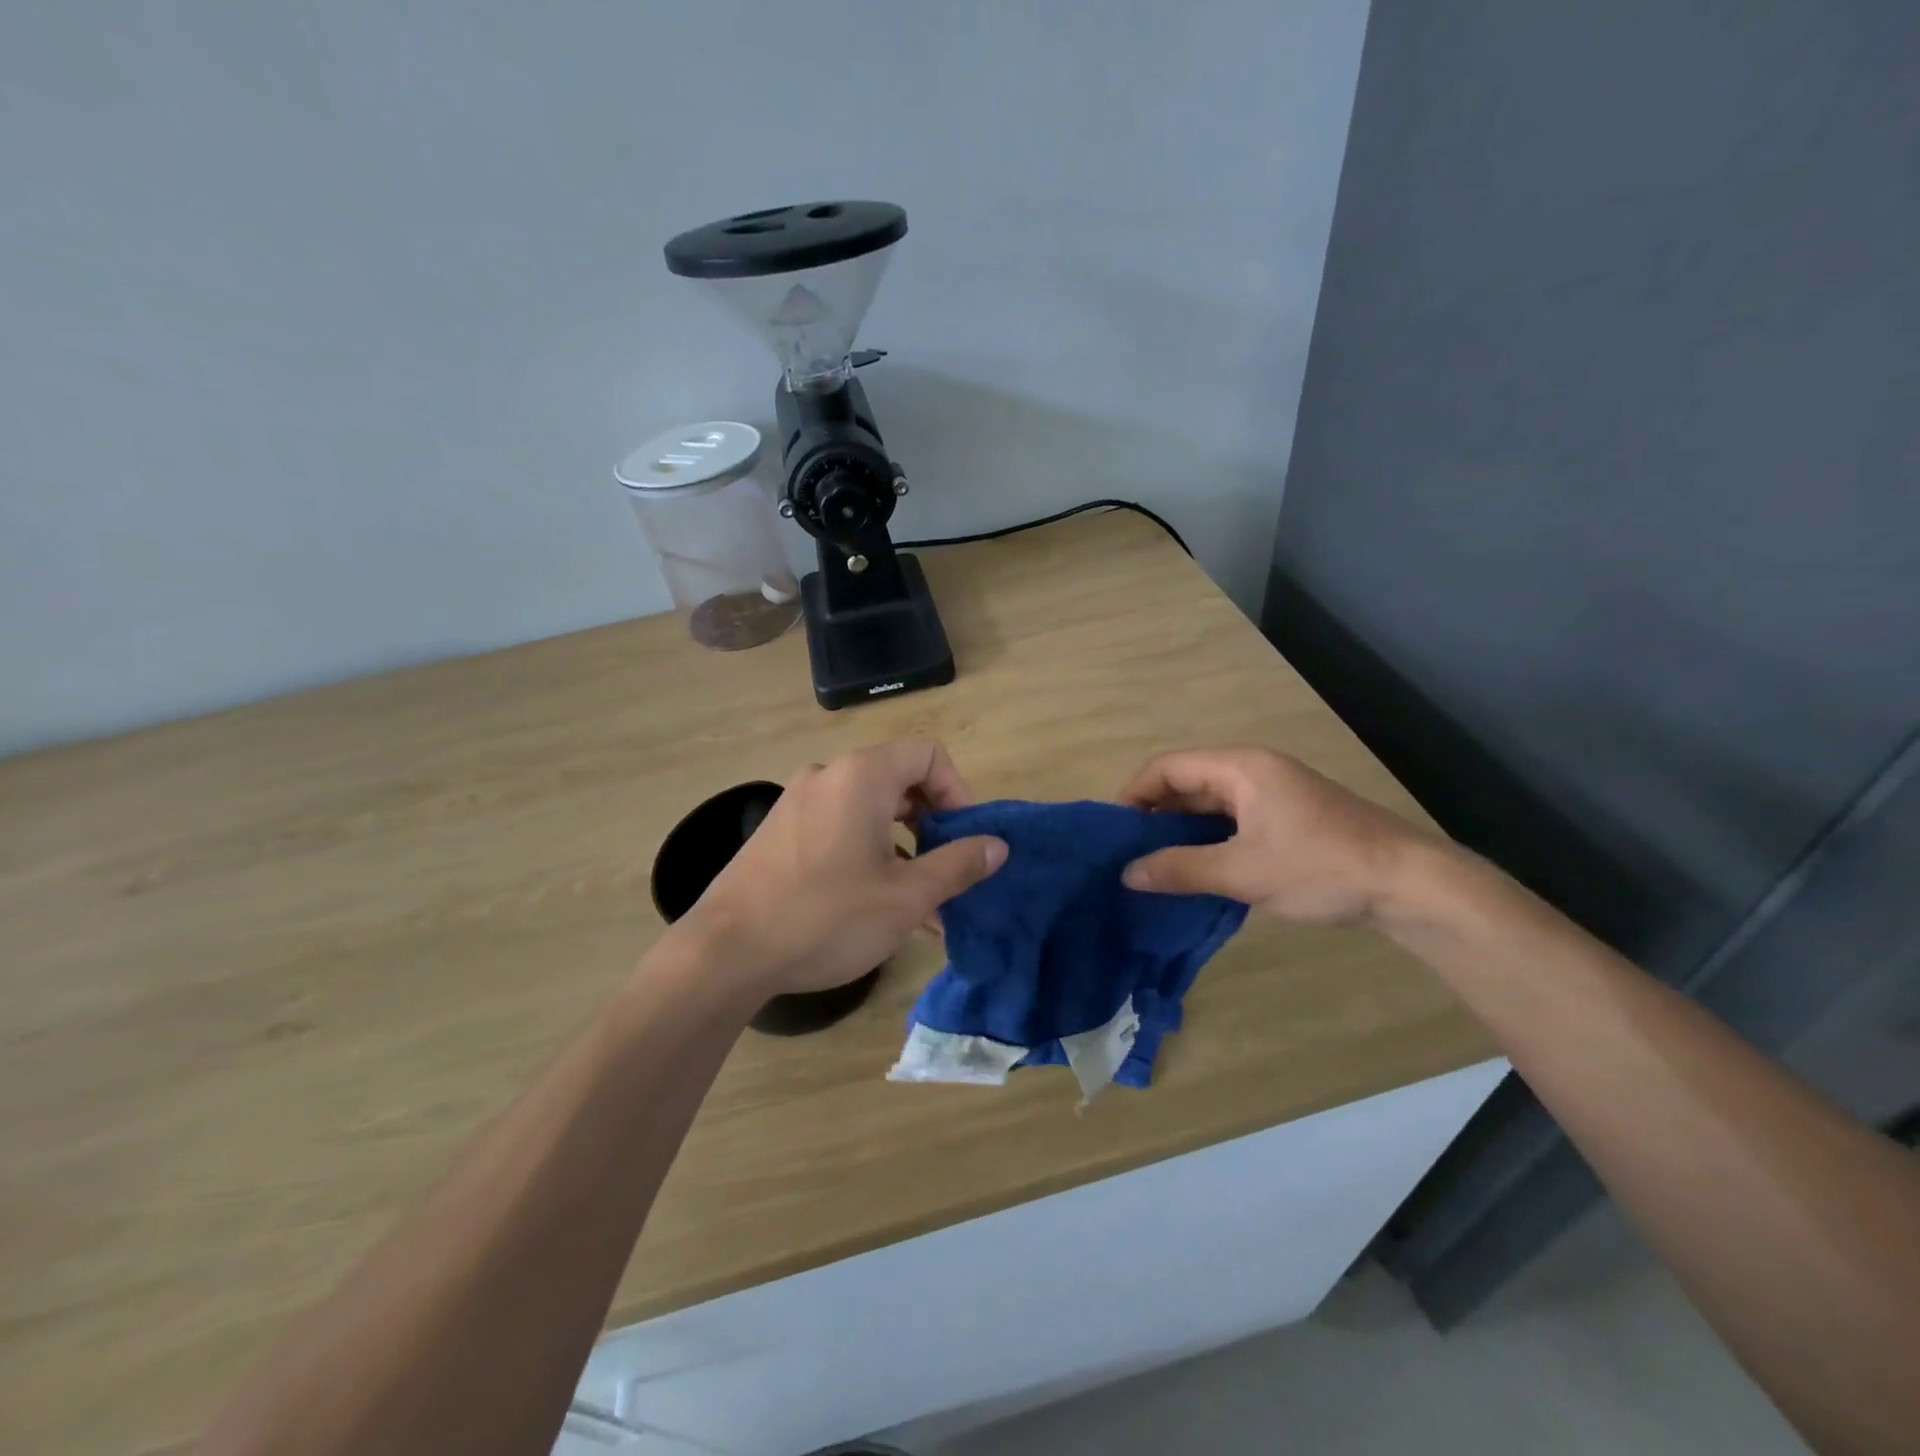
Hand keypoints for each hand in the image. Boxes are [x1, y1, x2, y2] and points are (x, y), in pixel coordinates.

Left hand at [682, 739, 1007, 996]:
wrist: (725, 953)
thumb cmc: (826, 917)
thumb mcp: (906, 897)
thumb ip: (958, 865)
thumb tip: (998, 845)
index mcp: (861, 776)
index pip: (928, 754)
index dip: (958, 791)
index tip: (965, 838)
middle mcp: (828, 775)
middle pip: (899, 779)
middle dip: (933, 824)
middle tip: (946, 870)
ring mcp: (798, 802)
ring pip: (869, 810)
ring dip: (902, 846)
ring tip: (919, 901)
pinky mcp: (779, 831)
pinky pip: (838, 827)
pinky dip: (867, 852)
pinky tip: (875, 904)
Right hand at [1118, 747, 1432, 923]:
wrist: (1410, 885)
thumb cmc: (1320, 867)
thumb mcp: (1243, 872)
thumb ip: (1180, 870)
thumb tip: (1127, 873)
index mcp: (1241, 767)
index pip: (1168, 767)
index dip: (1134, 795)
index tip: (1114, 832)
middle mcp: (1253, 771)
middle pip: (1187, 783)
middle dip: (1155, 816)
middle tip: (1129, 854)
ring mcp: (1273, 794)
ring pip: (1210, 805)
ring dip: (1182, 832)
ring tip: (1155, 866)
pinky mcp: (1288, 818)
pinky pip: (1232, 821)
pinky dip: (1209, 841)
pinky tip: (1197, 871)